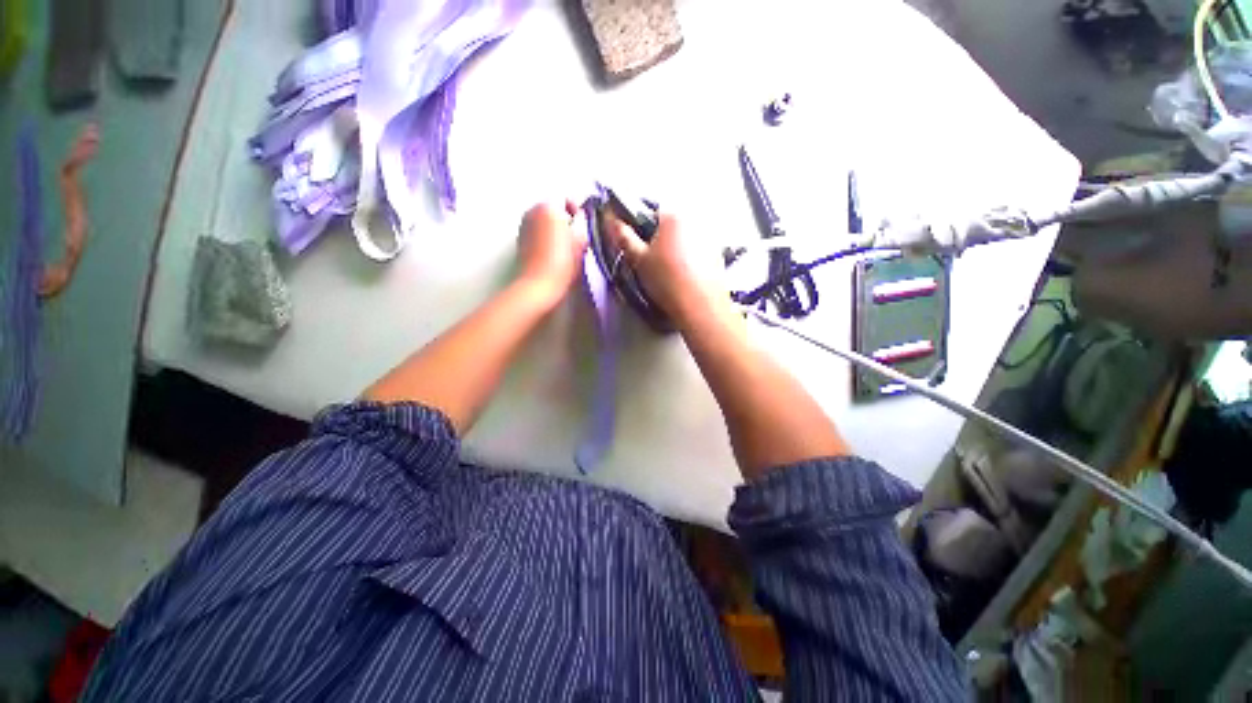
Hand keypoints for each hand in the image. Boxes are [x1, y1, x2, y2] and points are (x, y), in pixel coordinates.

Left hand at [516, 201, 586, 304]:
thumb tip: (579, 220)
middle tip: (576, 239)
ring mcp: (523, 226)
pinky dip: (545, 239)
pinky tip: (554, 256)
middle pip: (553, 210)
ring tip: (565, 249)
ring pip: (544, 222)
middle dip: (564, 221)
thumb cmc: (563, 262)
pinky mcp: (520, 242)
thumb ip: (582, 224)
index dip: (577, 212)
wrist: (539, 286)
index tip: (583, 227)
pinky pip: (537, 233)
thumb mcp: (581, 241)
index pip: (566, 200)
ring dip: (555, 231)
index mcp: (548, 207)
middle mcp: (532, 211)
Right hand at [605, 210, 722, 326]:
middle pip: (670, 225)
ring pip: (685, 239)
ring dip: (676, 249)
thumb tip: (611, 219)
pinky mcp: (719, 255)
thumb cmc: (667, 281)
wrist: (700, 308)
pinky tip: (685, 278)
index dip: (641, 230)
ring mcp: (710, 237)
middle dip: (659, 240)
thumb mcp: (639, 260)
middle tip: (653, 263)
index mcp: (674, 216)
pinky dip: (690, 259)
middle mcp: (696, 219)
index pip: (650, 211)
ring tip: (670, 273)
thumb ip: (624, 237)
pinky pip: (698, 251)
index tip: (639, 248)